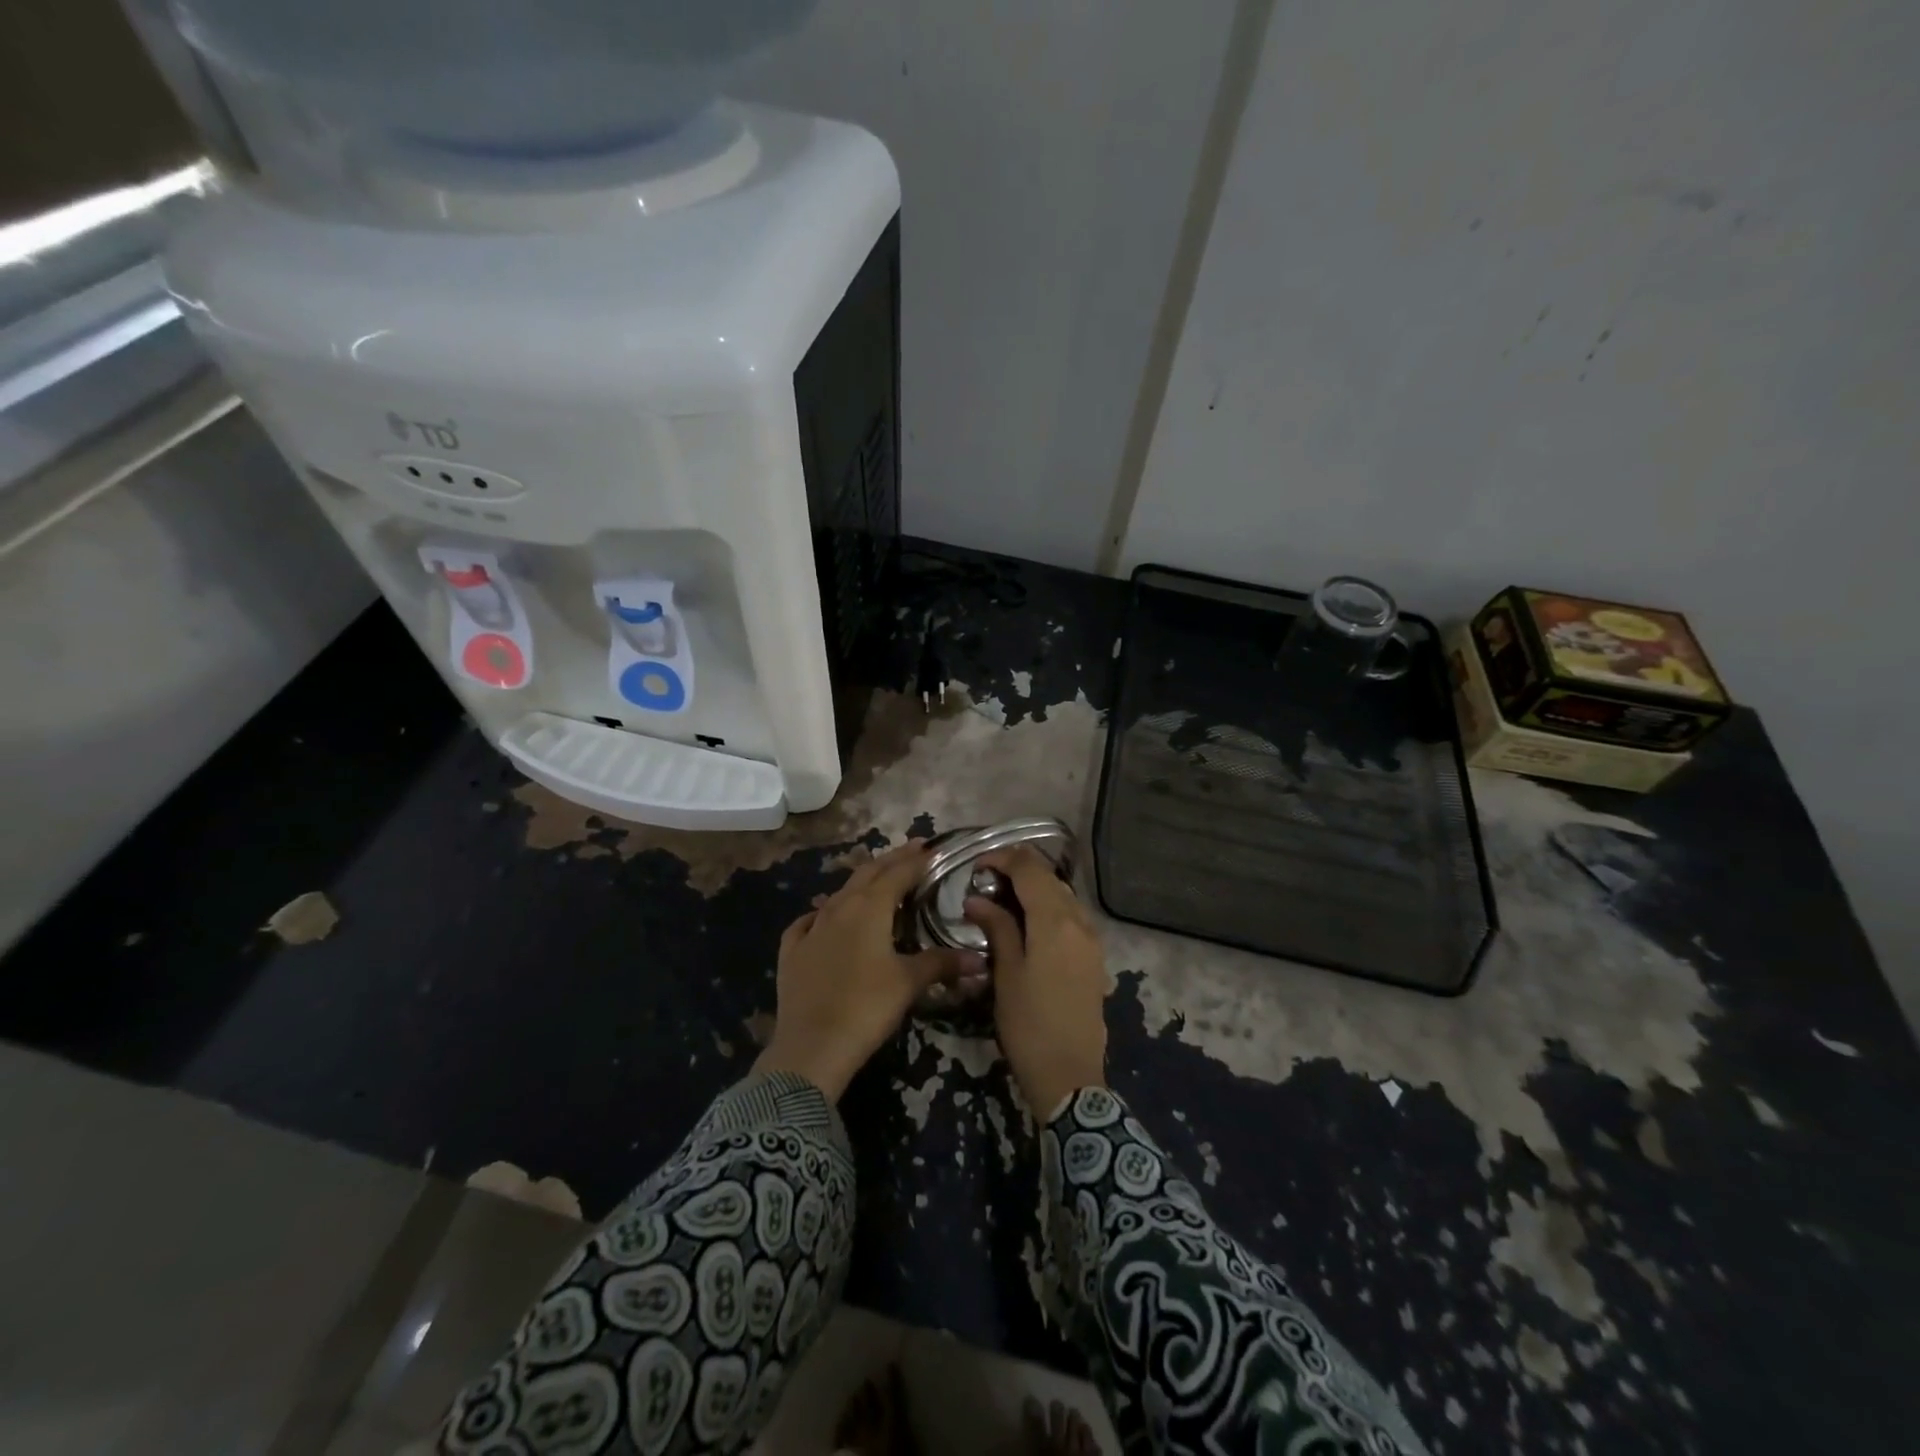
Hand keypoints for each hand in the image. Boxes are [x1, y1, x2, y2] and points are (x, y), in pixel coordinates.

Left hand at [756, 841, 982, 1100]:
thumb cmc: (867, 1007)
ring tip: (876, 879)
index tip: (931, 848)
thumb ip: (942, 963)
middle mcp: (839, 908)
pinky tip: (823, 917)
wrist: (812, 1046)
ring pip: (839, 894)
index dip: (916, 860)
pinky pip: (808, 922)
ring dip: (860, 883)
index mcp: (869, 908)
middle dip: (891, 860)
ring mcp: (812, 928)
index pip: (898, 873)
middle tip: (911, 850)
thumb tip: (978, 959)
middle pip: (867, 874)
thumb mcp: (909, 983)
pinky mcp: (792, 951)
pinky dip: (822, 913)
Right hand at [965, 846, 1107, 1117]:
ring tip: (1005, 898)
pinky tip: (1030, 923)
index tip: (977, 864)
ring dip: (1036, 888)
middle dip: (1019, 871)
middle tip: (986, 880)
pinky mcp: (1095, 957)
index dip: (1003, 859)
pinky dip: (1050, 908)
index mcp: (1055, 921)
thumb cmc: (1029, 1025)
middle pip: (1050, 879)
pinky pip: (1072, 917)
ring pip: (1064, 896)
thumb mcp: (1006, 974)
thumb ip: (997, 928)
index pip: (1030, 870)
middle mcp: (1079, 922)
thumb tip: (978, 899)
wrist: (1070, 1076)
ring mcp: (1092, 940)